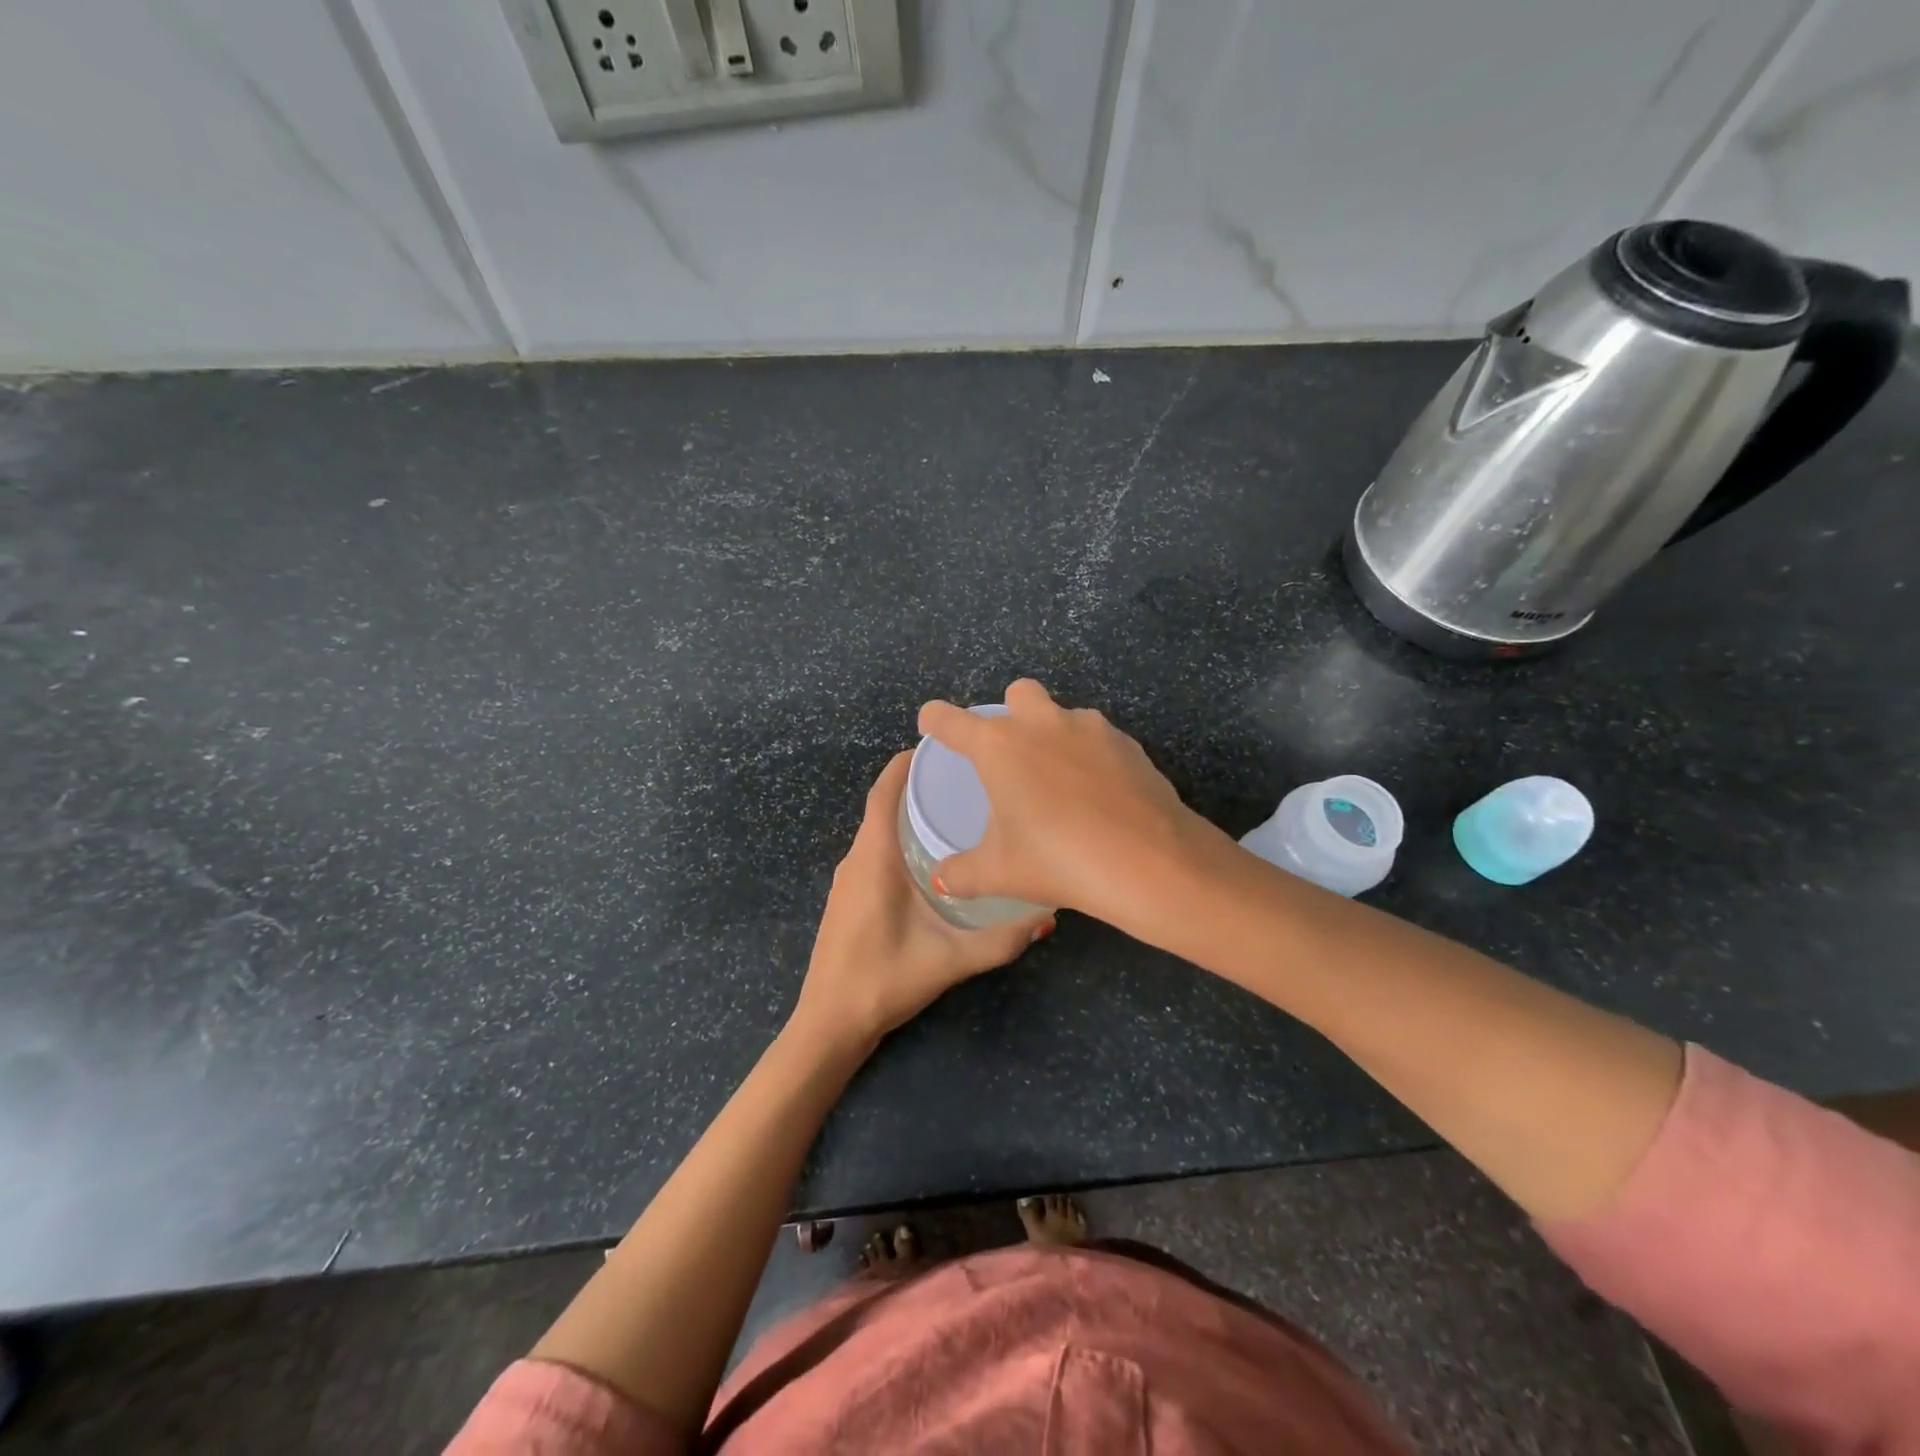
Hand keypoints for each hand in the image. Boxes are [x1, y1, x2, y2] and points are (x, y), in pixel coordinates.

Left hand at [791, 751, 1052, 1049]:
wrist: (829, 1022)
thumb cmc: (885, 980)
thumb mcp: (950, 959)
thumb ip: (1001, 940)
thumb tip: (1048, 918)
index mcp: (874, 859)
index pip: (883, 794)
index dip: (904, 764)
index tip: (936, 745)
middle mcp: (855, 860)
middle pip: (881, 807)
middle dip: (915, 786)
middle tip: (962, 778)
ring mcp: (846, 879)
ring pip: (875, 831)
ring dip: (905, 814)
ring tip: (951, 809)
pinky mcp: (846, 897)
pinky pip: (871, 851)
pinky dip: (895, 839)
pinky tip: (927, 856)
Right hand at [917, 679, 1214, 933]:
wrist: (1149, 861)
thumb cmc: (1058, 860)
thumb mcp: (999, 872)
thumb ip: (961, 873)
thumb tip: (942, 879)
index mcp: (999, 746)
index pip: (951, 719)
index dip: (935, 719)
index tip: (932, 725)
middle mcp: (1042, 723)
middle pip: (1018, 692)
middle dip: (1010, 712)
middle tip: (1012, 757)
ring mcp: (1091, 728)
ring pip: (1064, 714)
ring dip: (1055, 735)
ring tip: (1060, 784)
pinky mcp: (1128, 743)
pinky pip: (1099, 739)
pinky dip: (1091, 757)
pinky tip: (1098, 796)